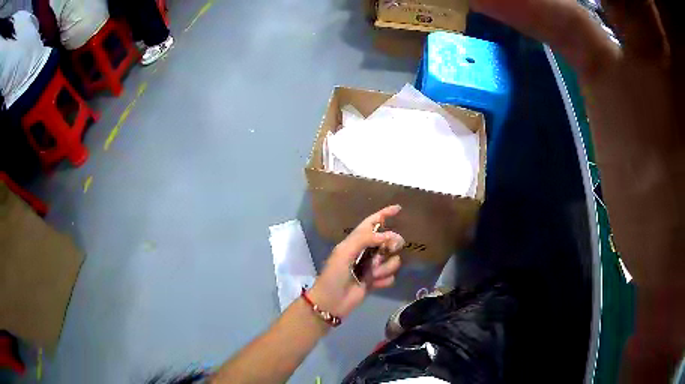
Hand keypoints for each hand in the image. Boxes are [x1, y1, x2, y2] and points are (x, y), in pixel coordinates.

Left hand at [308, 205, 404, 318]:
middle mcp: (366, 252)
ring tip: (372, 275)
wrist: (331, 302)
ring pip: (392, 260)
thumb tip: (387, 235)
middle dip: (391, 245)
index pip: (372, 223)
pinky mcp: (376, 281)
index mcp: (355, 241)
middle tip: (389, 250)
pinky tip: (373, 285)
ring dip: (384, 267)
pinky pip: (391, 277)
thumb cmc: (334, 275)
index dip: (384, 214)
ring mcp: (372, 267)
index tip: (398, 209)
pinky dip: (384, 280)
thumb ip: (365, 239)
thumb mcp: (344, 252)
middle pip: (388, 241)